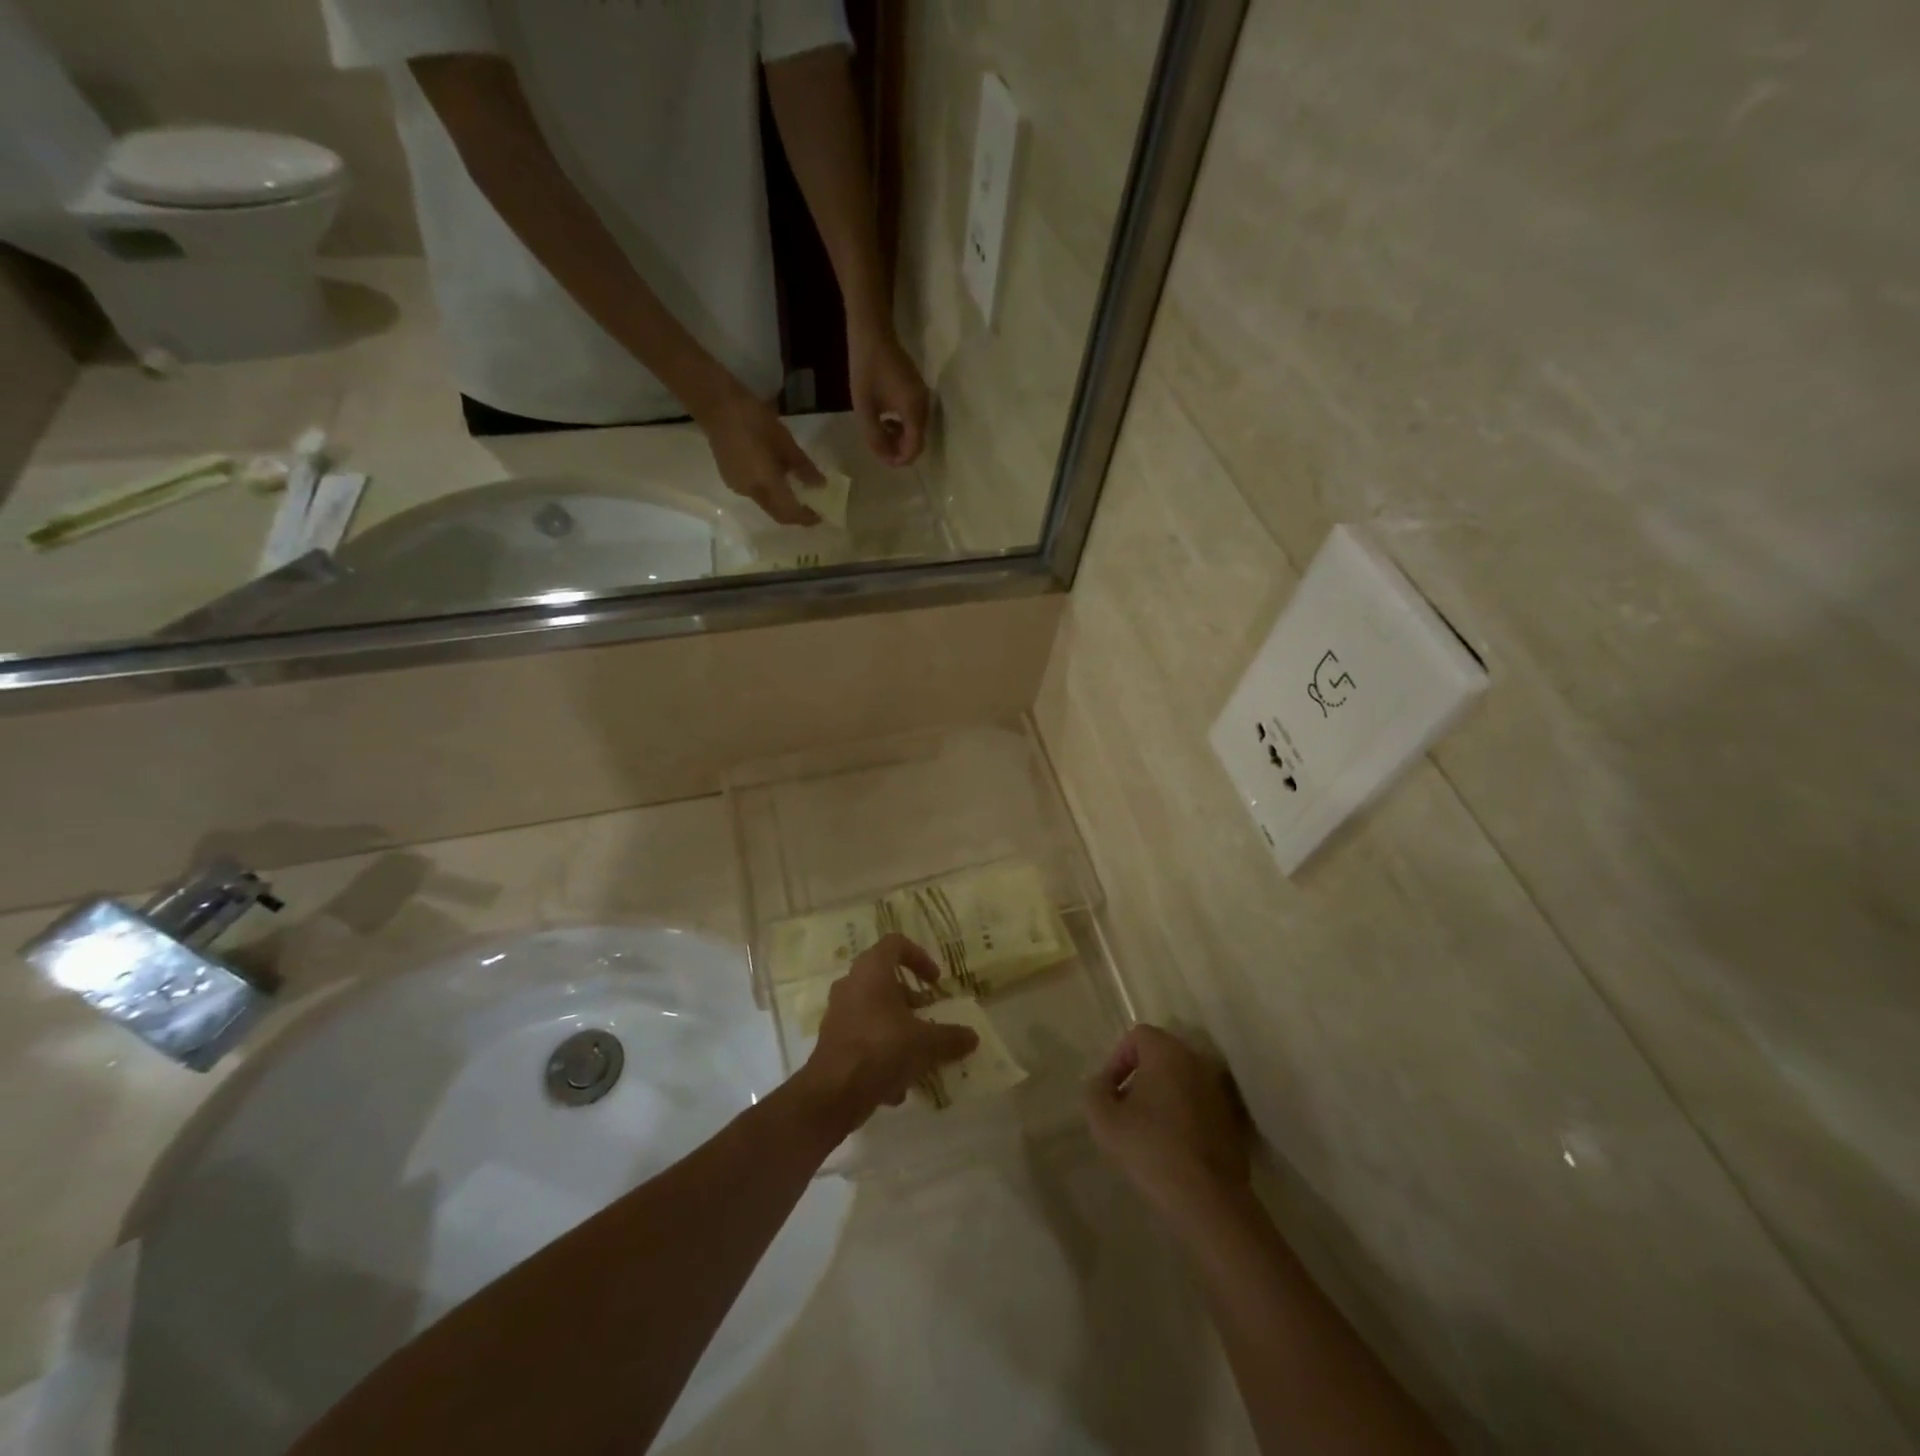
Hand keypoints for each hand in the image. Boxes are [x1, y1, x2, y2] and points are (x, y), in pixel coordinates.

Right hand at [696, 388, 822, 525]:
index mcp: (766, 485)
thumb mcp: (785, 442)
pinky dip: (770, 492)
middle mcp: (751, 493)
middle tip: (811, 507)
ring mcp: (737, 486)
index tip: (820, 516)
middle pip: (776, 513)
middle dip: (794, 514)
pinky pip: (755, 493)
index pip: (789, 513)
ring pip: (765, 504)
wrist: (716, 405)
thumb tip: (819, 485)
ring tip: (796, 490)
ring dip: (781, 503)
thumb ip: (803, 467)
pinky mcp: (730, 477)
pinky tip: (776, 477)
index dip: (805, 518)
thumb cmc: (754, 420)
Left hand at [795, 933, 979, 1132]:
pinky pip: (864, 1037)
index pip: (895, 943)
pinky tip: (898, 1084)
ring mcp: (838, 1013)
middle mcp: (851, 984)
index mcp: (872, 971)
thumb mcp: (926, 1044)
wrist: (832, 1093)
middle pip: (885, 979)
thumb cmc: (881, 1050)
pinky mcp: (832, 1040)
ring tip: (919, 1052)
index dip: (919, 956)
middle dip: (911, 998)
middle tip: (929, 1015)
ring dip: (898, 1027)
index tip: (935, 981)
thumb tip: (972, 1037)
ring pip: (875, 1011)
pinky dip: (882, 1052)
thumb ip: (951, 1037)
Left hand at [849, 328, 930, 466]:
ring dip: (899, 437)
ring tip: (879, 431)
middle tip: (878, 445)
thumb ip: (874, 437)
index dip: (899, 459)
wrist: (873, 333)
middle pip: (917, 441)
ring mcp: (923, 397)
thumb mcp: (864, 408)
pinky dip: (902, 425)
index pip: (914, 448)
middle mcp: (924, 406)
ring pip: (916, 431)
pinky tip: (886, 418)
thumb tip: (885, 458)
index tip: (883, 459)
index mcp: (914, 411)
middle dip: (898, 449)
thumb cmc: (866, 369)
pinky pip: (915, 418)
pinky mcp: (919, 391)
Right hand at [1085, 1025, 1249, 1225]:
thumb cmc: (1150, 1149)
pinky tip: (1171, 1146)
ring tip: (1146, 1130)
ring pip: (1180, 1080)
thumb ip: (1095, 1090)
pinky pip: (1198, 1103)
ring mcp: (1217, 1090)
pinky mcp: (1230, 1119)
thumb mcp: (1103, 1120)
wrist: (1208, 1200)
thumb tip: (1102, 1083)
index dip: (1117, 1059)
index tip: (1110, 1092)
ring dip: (1161, 1095)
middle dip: (1139, 1076)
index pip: (1137, 1036)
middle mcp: (1196, 1061)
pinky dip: (1182, 1114)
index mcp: (1167, 1052)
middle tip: (1124, 1109)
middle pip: (1160, 1055)